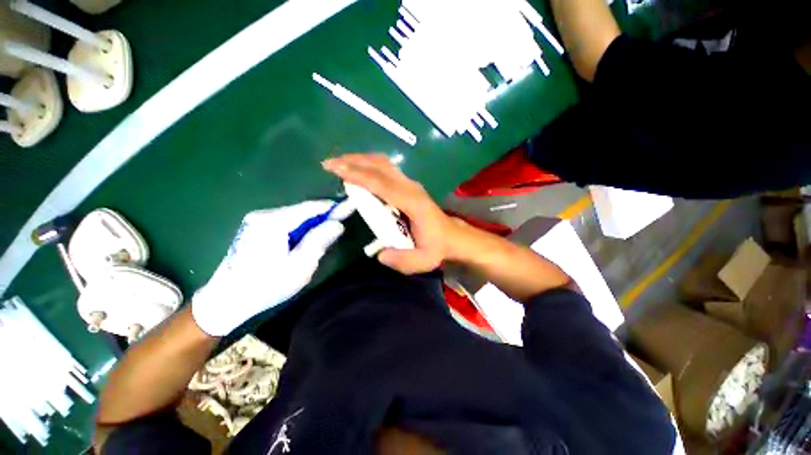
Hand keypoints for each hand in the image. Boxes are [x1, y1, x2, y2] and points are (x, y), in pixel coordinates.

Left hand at [192, 200, 353, 335]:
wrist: (226, 301)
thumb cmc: (266, 286)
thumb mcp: (300, 266)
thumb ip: (319, 241)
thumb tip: (337, 224)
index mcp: (274, 223)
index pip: (310, 208)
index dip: (332, 207)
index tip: (350, 206)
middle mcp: (263, 215)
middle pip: (302, 210)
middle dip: (322, 217)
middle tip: (340, 224)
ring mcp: (256, 221)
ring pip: (294, 216)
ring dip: (312, 224)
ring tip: (325, 234)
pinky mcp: (254, 228)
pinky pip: (285, 222)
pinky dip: (300, 228)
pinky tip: (305, 239)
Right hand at [322, 153, 460, 274]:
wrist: (452, 236)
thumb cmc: (437, 247)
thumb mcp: (422, 260)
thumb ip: (401, 260)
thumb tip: (379, 254)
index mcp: (413, 203)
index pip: (382, 184)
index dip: (359, 175)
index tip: (335, 169)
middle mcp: (411, 188)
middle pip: (381, 166)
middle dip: (354, 161)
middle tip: (330, 164)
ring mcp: (410, 184)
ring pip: (383, 163)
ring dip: (360, 160)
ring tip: (339, 163)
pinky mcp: (408, 185)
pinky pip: (386, 169)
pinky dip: (369, 165)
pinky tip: (358, 169)